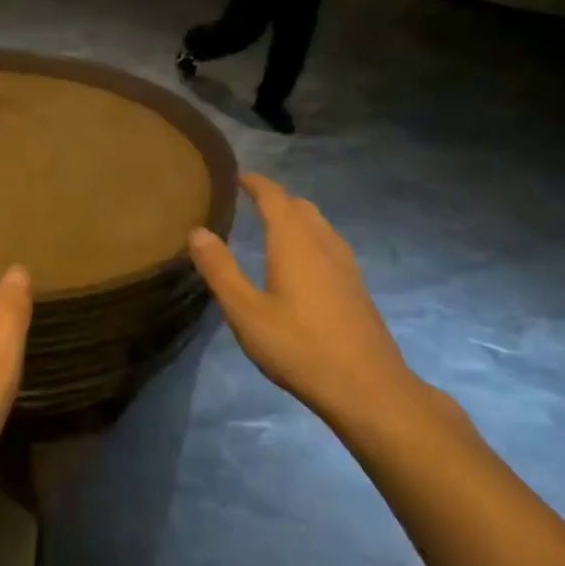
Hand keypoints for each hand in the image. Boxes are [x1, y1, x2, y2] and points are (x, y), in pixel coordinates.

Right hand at [189, 173, 414, 425]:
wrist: (367, 388)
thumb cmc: (298, 347)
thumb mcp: (246, 312)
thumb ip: (220, 269)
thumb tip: (197, 231)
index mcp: (294, 242)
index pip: (274, 197)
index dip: (256, 183)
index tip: (238, 177)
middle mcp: (323, 243)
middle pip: (300, 206)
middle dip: (276, 198)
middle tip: (251, 201)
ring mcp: (345, 265)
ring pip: (319, 224)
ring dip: (296, 216)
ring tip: (274, 226)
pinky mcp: (356, 286)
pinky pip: (330, 244)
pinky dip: (310, 237)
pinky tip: (303, 263)